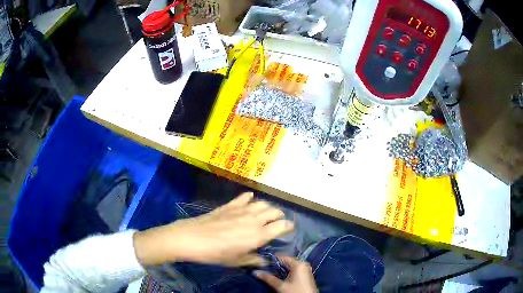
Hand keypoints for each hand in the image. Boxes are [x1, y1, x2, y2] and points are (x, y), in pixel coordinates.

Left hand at [133, 192, 293, 266]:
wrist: (192, 238)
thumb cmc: (216, 254)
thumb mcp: (237, 261)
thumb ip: (254, 260)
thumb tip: (264, 260)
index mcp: (259, 235)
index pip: (282, 226)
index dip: (288, 226)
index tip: (289, 229)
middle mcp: (254, 219)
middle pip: (274, 211)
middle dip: (279, 216)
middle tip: (277, 222)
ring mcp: (241, 210)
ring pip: (262, 203)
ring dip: (267, 207)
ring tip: (265, 213)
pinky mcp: (229, 205)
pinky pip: (244, 197)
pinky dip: (249, 198)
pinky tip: (249, 199)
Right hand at [255, 256, 317, 292]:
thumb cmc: (295, 291)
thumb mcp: (280, 286)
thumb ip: (268, 278)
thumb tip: (255, 272)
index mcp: (298, 264)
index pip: (282, 257)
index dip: (272, 259)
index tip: (262, 262)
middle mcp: (303, 264)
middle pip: (286, 262)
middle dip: (276, 266)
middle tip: (264, 268)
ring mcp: (306, 270)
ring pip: (290, 267)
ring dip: (281, 270)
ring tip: (270, 273)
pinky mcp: (306, 276)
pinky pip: (295, 271)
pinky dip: (287, 273)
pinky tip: (280, 277)